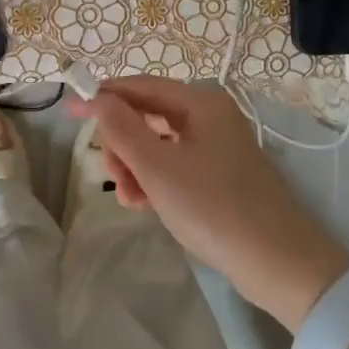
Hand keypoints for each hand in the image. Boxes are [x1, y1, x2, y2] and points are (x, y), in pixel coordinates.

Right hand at [69, 77, 348, 330]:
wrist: (278, 262)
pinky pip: (174, 166)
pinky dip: (154, 180)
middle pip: (147, 115)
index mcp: (200, 103)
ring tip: (129, 198)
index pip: (139, 86)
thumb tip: (95, 97)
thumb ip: (121, 128)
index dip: (102, 96)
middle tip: (110, 173)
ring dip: (135, 166)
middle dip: (121, 142)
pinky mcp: (220, 175)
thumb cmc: (213, 207)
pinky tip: (143, 205)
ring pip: (158, 144)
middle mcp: (210, 117)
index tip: (70, 112)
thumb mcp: (158, 167)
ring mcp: (217, 147)